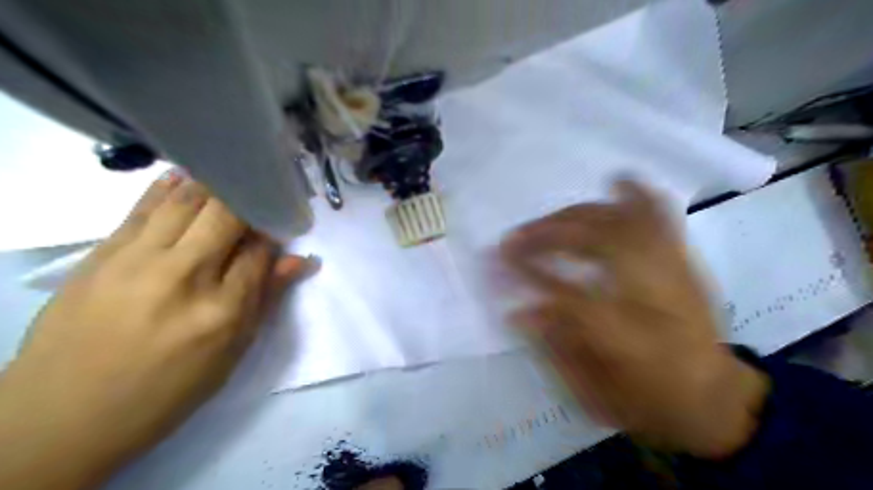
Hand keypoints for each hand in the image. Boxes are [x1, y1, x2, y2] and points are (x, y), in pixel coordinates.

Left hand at [0, 171, 316, 487]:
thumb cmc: (166, 392)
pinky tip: (187, 175)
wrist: (63, 416)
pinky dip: (170, 188)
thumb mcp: (230, 356)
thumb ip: (265, 300)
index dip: (275, 232)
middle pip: (227, 216)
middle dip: (251, 201)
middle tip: (263, 195)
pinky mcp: (102, 255)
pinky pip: (144, 209)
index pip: (260, 251)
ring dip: (216, 186)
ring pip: (187, 203)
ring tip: (234, 176)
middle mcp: (184, 276)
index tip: (282, 223)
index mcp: (223, 311)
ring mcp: (137, 261)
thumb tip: (301, 260)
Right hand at [501, 179, 766, 458]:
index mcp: (631, 338)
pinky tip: (616, 182)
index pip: (568, 293)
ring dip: (575, 216)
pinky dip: (637, 196)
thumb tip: (519, 311)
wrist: (717, 398)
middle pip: (596, 243)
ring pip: (622, 223)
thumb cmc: (651, 402)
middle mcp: (655, 294)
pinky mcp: (683, 262)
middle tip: (513, 240)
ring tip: (543, 223)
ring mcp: (673, 272)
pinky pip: (663, 218)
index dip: (528, 273)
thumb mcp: (595, 395)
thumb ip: (555, 349)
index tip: (498, 263)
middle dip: (546, 236)